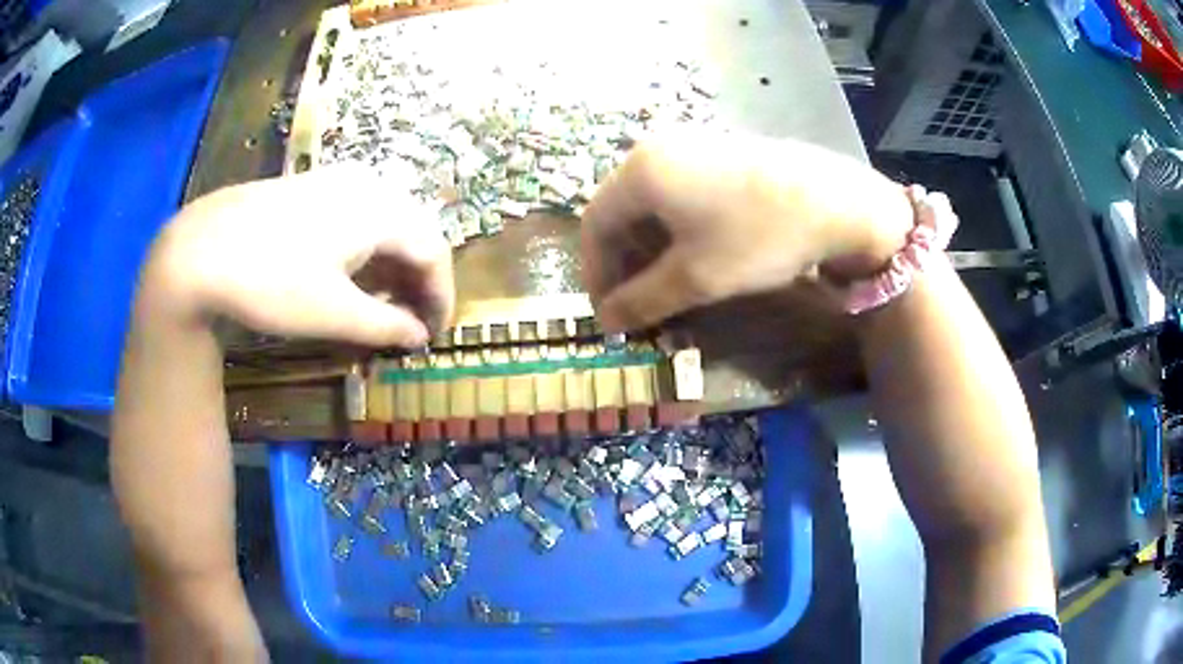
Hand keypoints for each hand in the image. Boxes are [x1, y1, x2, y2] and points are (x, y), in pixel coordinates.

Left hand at [142, 166, 453, 346]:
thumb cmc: (271, 283)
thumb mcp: (334, 314)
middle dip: (418, 280)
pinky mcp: (308, 189)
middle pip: (412, 232)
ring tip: (383, 303)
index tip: (434, 334)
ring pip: (383, 223)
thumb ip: (386, 325)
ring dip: (391, 265)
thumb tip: (419, 336)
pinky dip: (364, 250)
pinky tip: (349, 275)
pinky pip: (356, 217)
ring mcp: (334, 182)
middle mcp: (366, 185)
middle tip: (412, 321)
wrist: (198, 251)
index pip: (433, 251)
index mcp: (381, 210)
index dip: (441, 296)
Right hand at [580, 130, 913, 331]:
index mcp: (639, 172)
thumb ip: (642, 301)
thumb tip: (606, 322)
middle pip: (620, 211)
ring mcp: (690, 145)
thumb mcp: (695, 278)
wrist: (835, 201)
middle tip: (637, 304)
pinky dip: (674, 228)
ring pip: (650, 203)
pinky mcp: (718, 152)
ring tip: (665, 285)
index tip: (609, 313)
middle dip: (623, 262)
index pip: (594, 225)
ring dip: (649, 248)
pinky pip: (678, 192)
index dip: (595, 273)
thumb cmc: (757, 236)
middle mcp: (656, 149)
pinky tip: (693, 254)